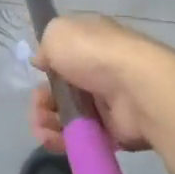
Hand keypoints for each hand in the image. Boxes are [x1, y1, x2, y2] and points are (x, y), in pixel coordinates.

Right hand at [28, 14, 167, 153]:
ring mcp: (107, 102)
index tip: (38, 72)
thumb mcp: (58, 32)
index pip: (64, 54)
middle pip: (62, 89)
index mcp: (90, 42)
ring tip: (41, 128)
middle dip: (43, 99)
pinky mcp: (113, 132)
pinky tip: (50, 139)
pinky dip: (62, 140)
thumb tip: (43, 61)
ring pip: (69, 115)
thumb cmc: (94, 53)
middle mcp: (100, 70)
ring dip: (48, 121)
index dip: (47, 65)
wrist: (137, 88)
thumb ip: (45, 45)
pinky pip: (82, 136)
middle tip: (37, 107)